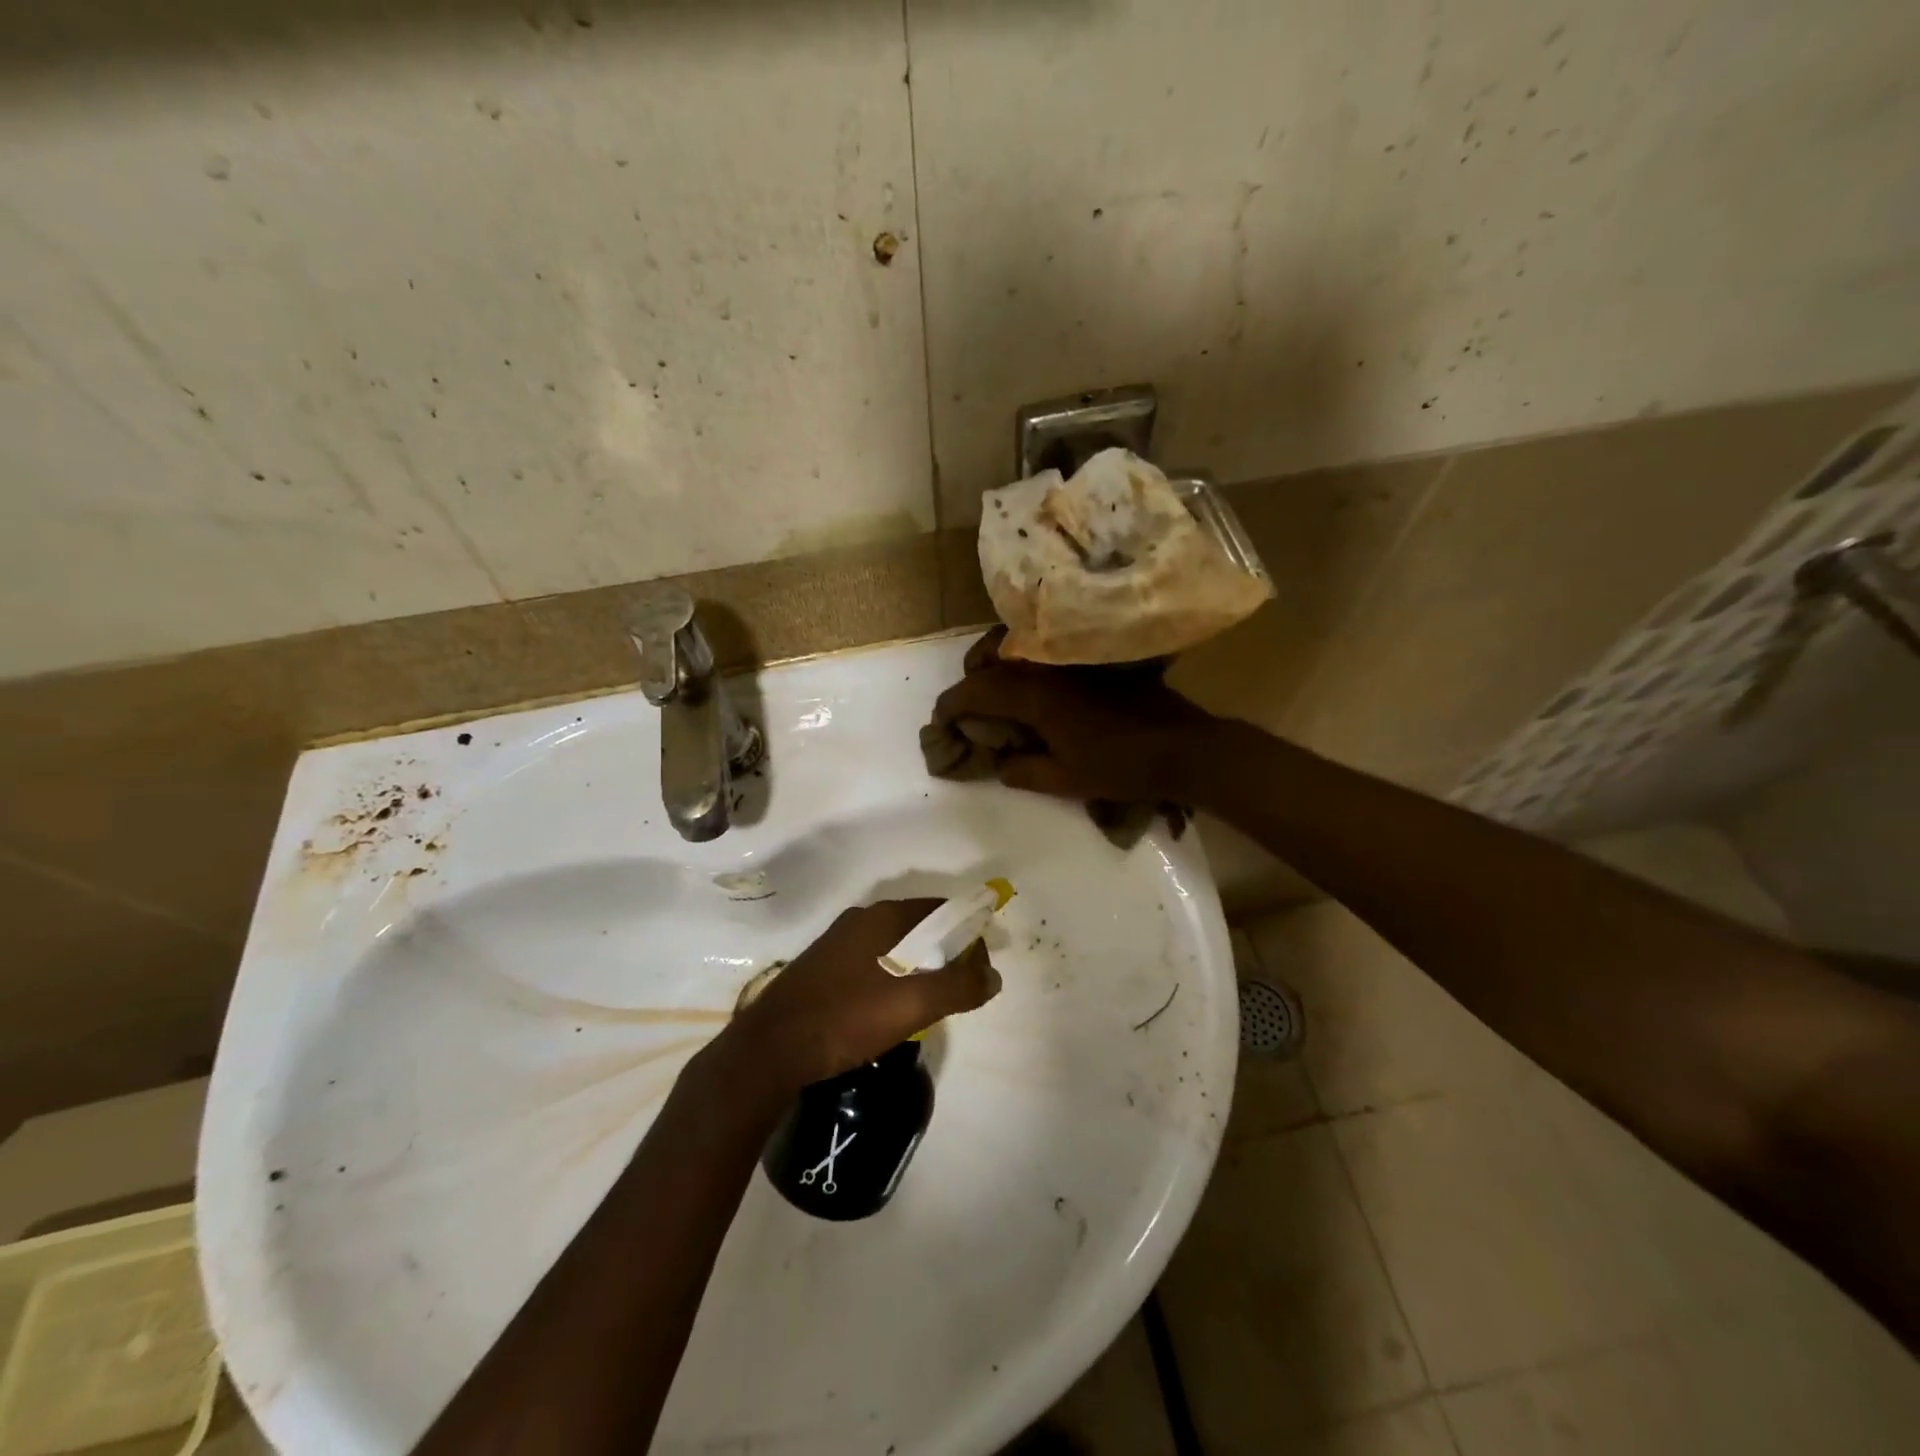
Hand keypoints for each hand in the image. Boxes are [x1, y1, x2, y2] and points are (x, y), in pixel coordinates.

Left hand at [721, 900, 1000, 1093]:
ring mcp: (837, 944)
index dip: (969, 934)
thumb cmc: (847, 1016)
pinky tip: (890, 1009)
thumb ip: (959, 986)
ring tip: (930, 1003)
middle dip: (945, 952)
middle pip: (918, 927)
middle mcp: (860, 920)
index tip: (982, 968)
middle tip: (960, 988)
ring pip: (893, 947)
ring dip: (918, 967)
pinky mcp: (822, 969)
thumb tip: (994, 975)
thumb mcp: (912, 1004)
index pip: (941, 909)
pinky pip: (872, 963)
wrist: (770, 1049)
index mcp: (882, 916)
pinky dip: (892, 977)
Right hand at [933, 629, 1220, 802]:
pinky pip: (1043, 649)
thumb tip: (999, 762)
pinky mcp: (1090, 657)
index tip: (940, 720)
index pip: (976, 691)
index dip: (952, 705)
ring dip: (995, 662)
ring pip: (1017, 645)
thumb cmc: (1120, 767)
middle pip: (990, 656)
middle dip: (970, 677)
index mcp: (1034, 695)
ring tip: (994, 689)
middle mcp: (1046, 666)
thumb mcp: (1064, 780)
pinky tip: (1031, 682)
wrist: (1181, 747)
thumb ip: (1021, 770)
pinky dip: (1024, 659)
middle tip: (967, 704)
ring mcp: (1070, 657)